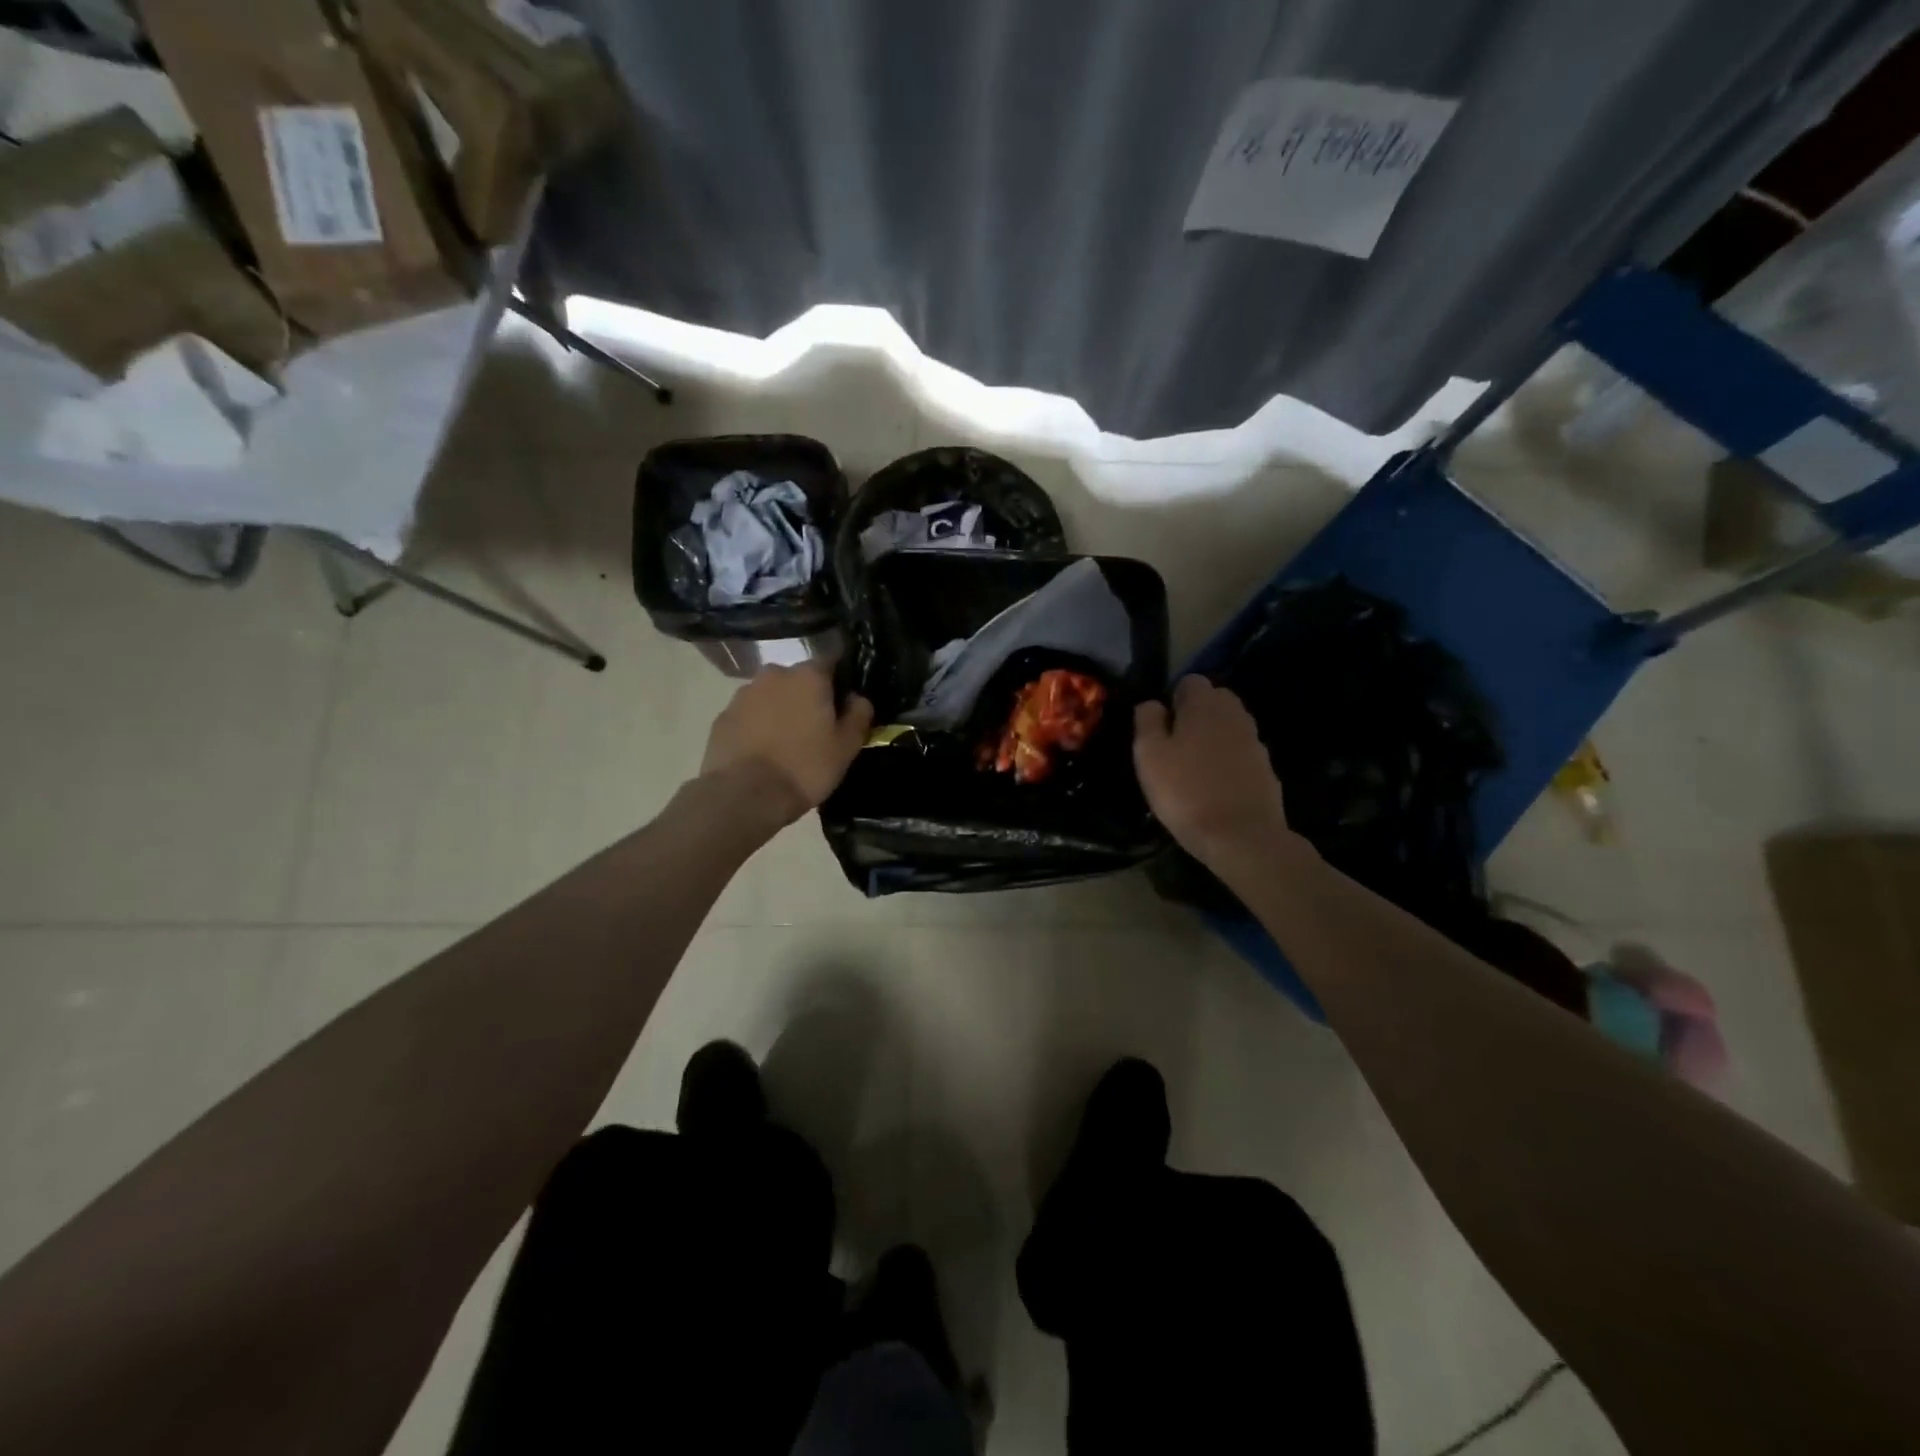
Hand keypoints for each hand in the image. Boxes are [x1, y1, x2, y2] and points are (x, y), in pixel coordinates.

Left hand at [701, 663, 873, 823]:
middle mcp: (774, 674)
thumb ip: (858, 715)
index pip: (832, 661)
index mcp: (809, 676)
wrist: (745, 795)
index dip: (840, 680)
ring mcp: (743, 694)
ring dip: (780, 710)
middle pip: (798, 679)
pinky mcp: (722, 717)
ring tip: (786, 742)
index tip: (844, 703)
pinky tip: (762, 752)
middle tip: (816, 728)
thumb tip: (858, 698)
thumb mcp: (846, 747)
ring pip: (771, 695)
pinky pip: (748, 715)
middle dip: (808, 696)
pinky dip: (757, 726)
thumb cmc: (805, 768)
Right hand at [1134, 676, 1295, 868]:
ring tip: (1193, 769)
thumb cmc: (1185, 791)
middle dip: (1196, 716)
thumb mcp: (1149, 755)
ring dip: (1212, 740)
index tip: (1161, 727)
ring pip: (1229, 728)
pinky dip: (1228, 763)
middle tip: (1175, 747)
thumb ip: (1147, 721)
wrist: (1241, 836)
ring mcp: (1255, 742)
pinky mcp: (1267, 769)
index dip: (1173, 699)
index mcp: (1205, 704)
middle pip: (1214, 701)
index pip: (1190, 681)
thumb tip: (1152, 704)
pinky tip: (1215, 788)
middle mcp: (1236, 714)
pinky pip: (1241, 755)